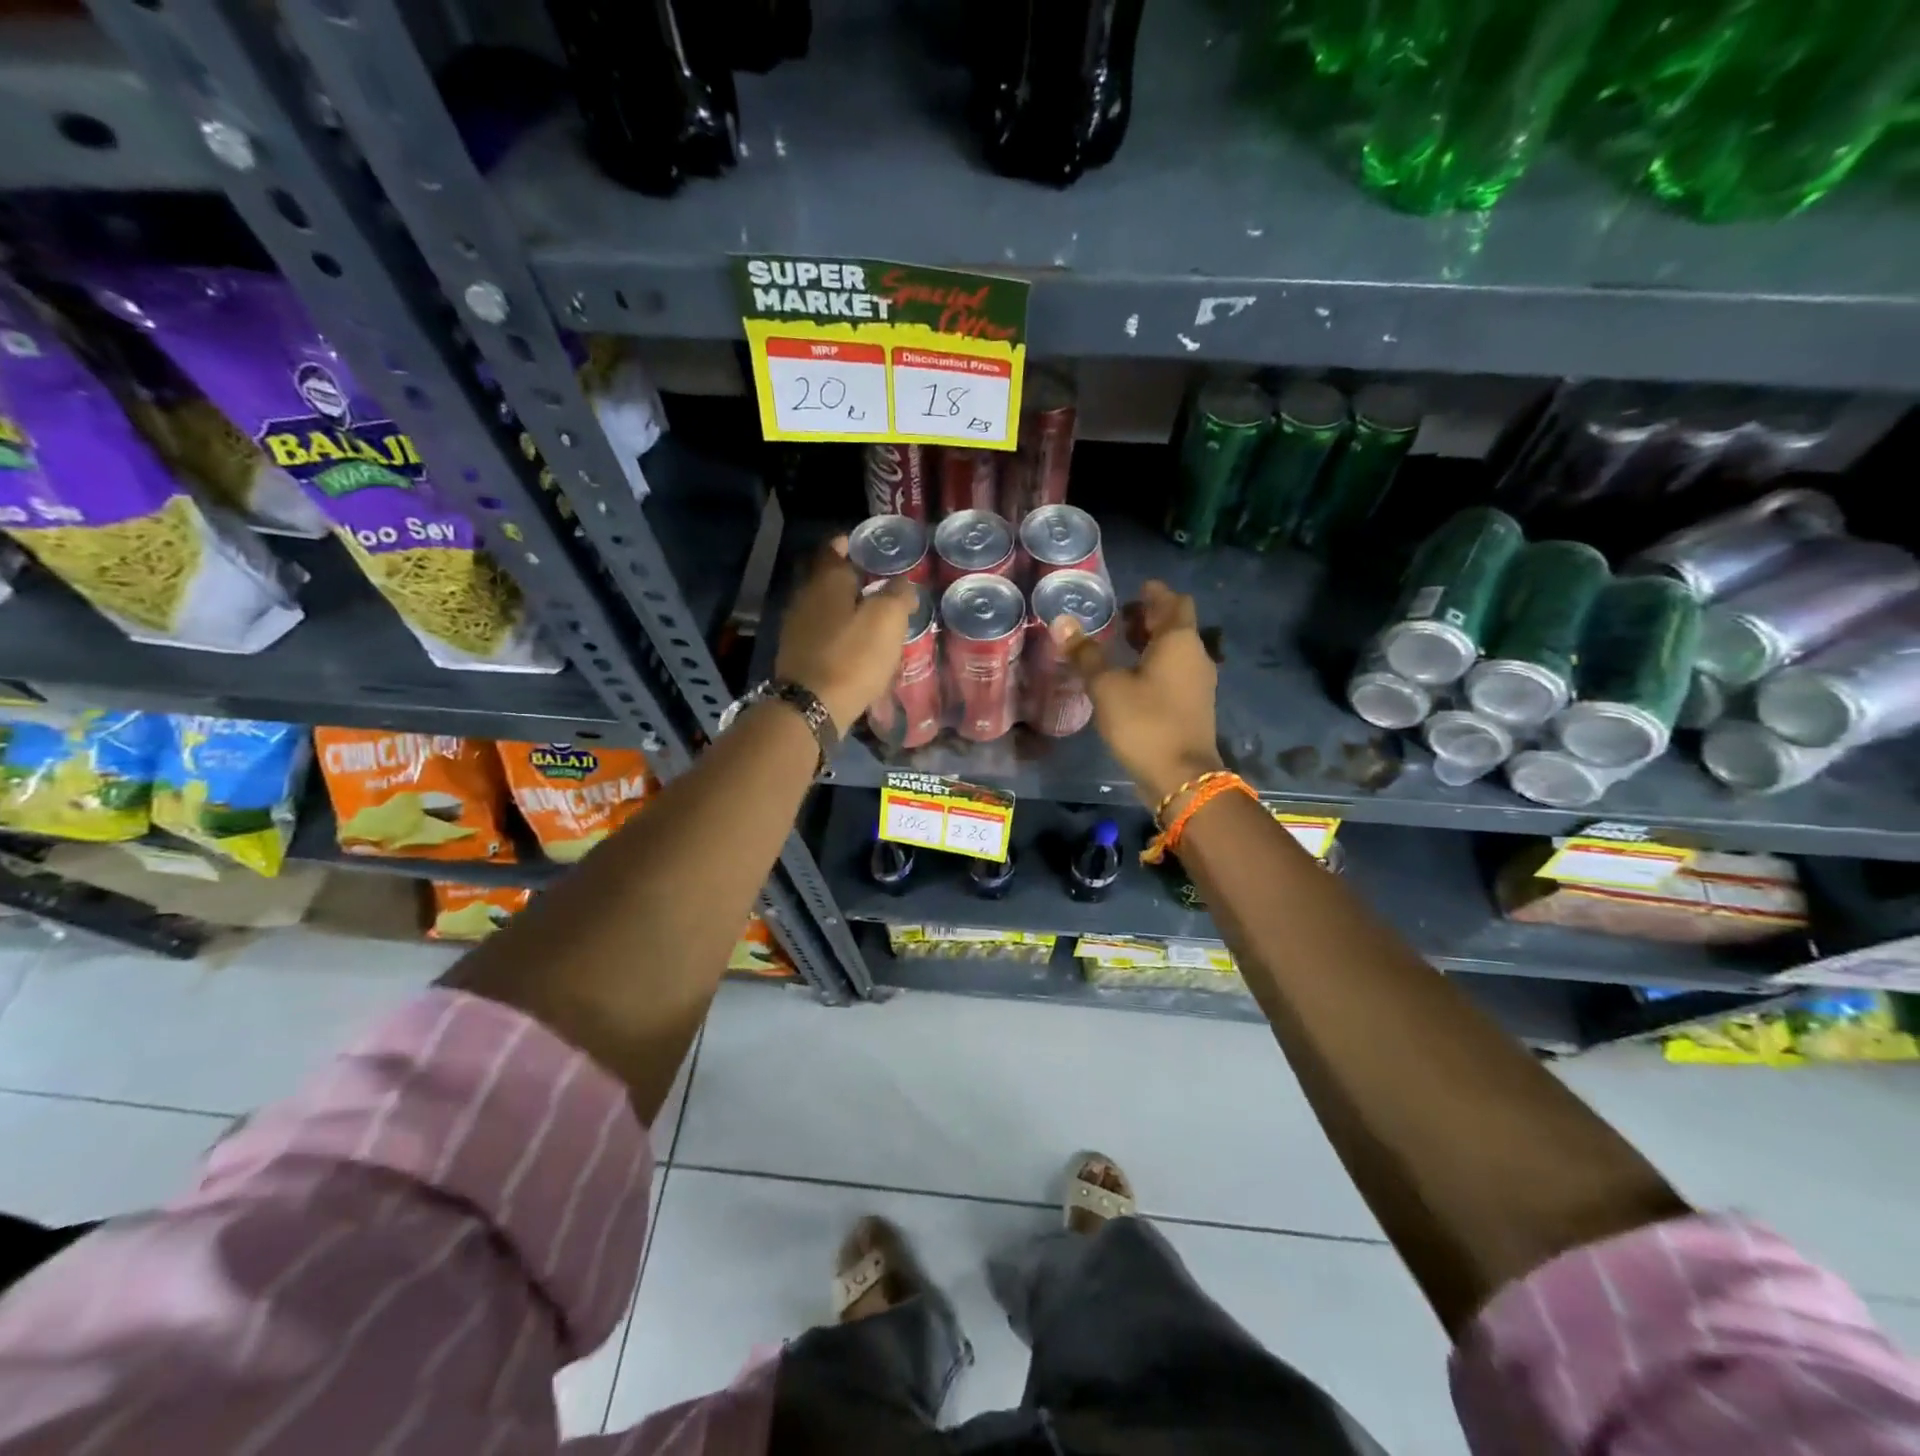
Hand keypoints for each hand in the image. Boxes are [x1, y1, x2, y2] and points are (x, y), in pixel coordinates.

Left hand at [775, 537, 916, 733]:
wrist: (812, 706)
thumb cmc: (853, 656)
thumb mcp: (888, 620)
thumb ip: (898, 596)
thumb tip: (903, 585)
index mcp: (827, 580)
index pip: (834, 548)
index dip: (851, 544)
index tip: (868, 547)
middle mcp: (805, 596)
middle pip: (827, 577)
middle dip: (850, 577)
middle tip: (877, 582)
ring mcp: (796, 625)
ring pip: (823, 605)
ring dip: (844, 606)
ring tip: (870, 615)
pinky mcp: (796, 653)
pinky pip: (819, 630)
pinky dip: (836, 630)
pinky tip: (853, 643)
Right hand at [1053, 580, 1222, 807]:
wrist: (1180, 777)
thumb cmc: (1144, 723)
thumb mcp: (1107, 687)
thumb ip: (1086, 654)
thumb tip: (1061, 622)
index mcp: (1179, 641)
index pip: (1173, 601)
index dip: (1153, 593)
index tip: (1132, 589)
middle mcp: (1195, 655)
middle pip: (1176, 624)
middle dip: (1150, 616)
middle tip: (1119, 616)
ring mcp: (1198, 682)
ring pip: (1176, 649)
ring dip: (1152, 642)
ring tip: (1120, 644)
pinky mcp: (1193, 704)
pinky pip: (1175, 671)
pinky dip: (1155, 664)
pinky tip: (1131, 676)